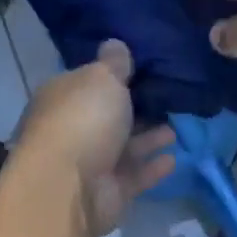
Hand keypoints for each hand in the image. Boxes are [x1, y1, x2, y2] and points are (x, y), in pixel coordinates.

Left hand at [15, 40, 176, 234]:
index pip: (88, 83)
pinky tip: (173, 159)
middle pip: (107, 117)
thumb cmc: (83, 121)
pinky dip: (151, 168)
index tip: (143, 70)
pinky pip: (134, 176)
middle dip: (134, 110)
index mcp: (62, 98)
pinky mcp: (107, 193)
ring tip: (175, 128)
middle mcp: (72, 130)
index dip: (112, 77)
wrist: (69, 187)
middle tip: (167, 100)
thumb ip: (113, 63)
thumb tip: (115, 43)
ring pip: (123, 148)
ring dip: (148, 139)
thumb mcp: (101, 79)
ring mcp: (89, 165)